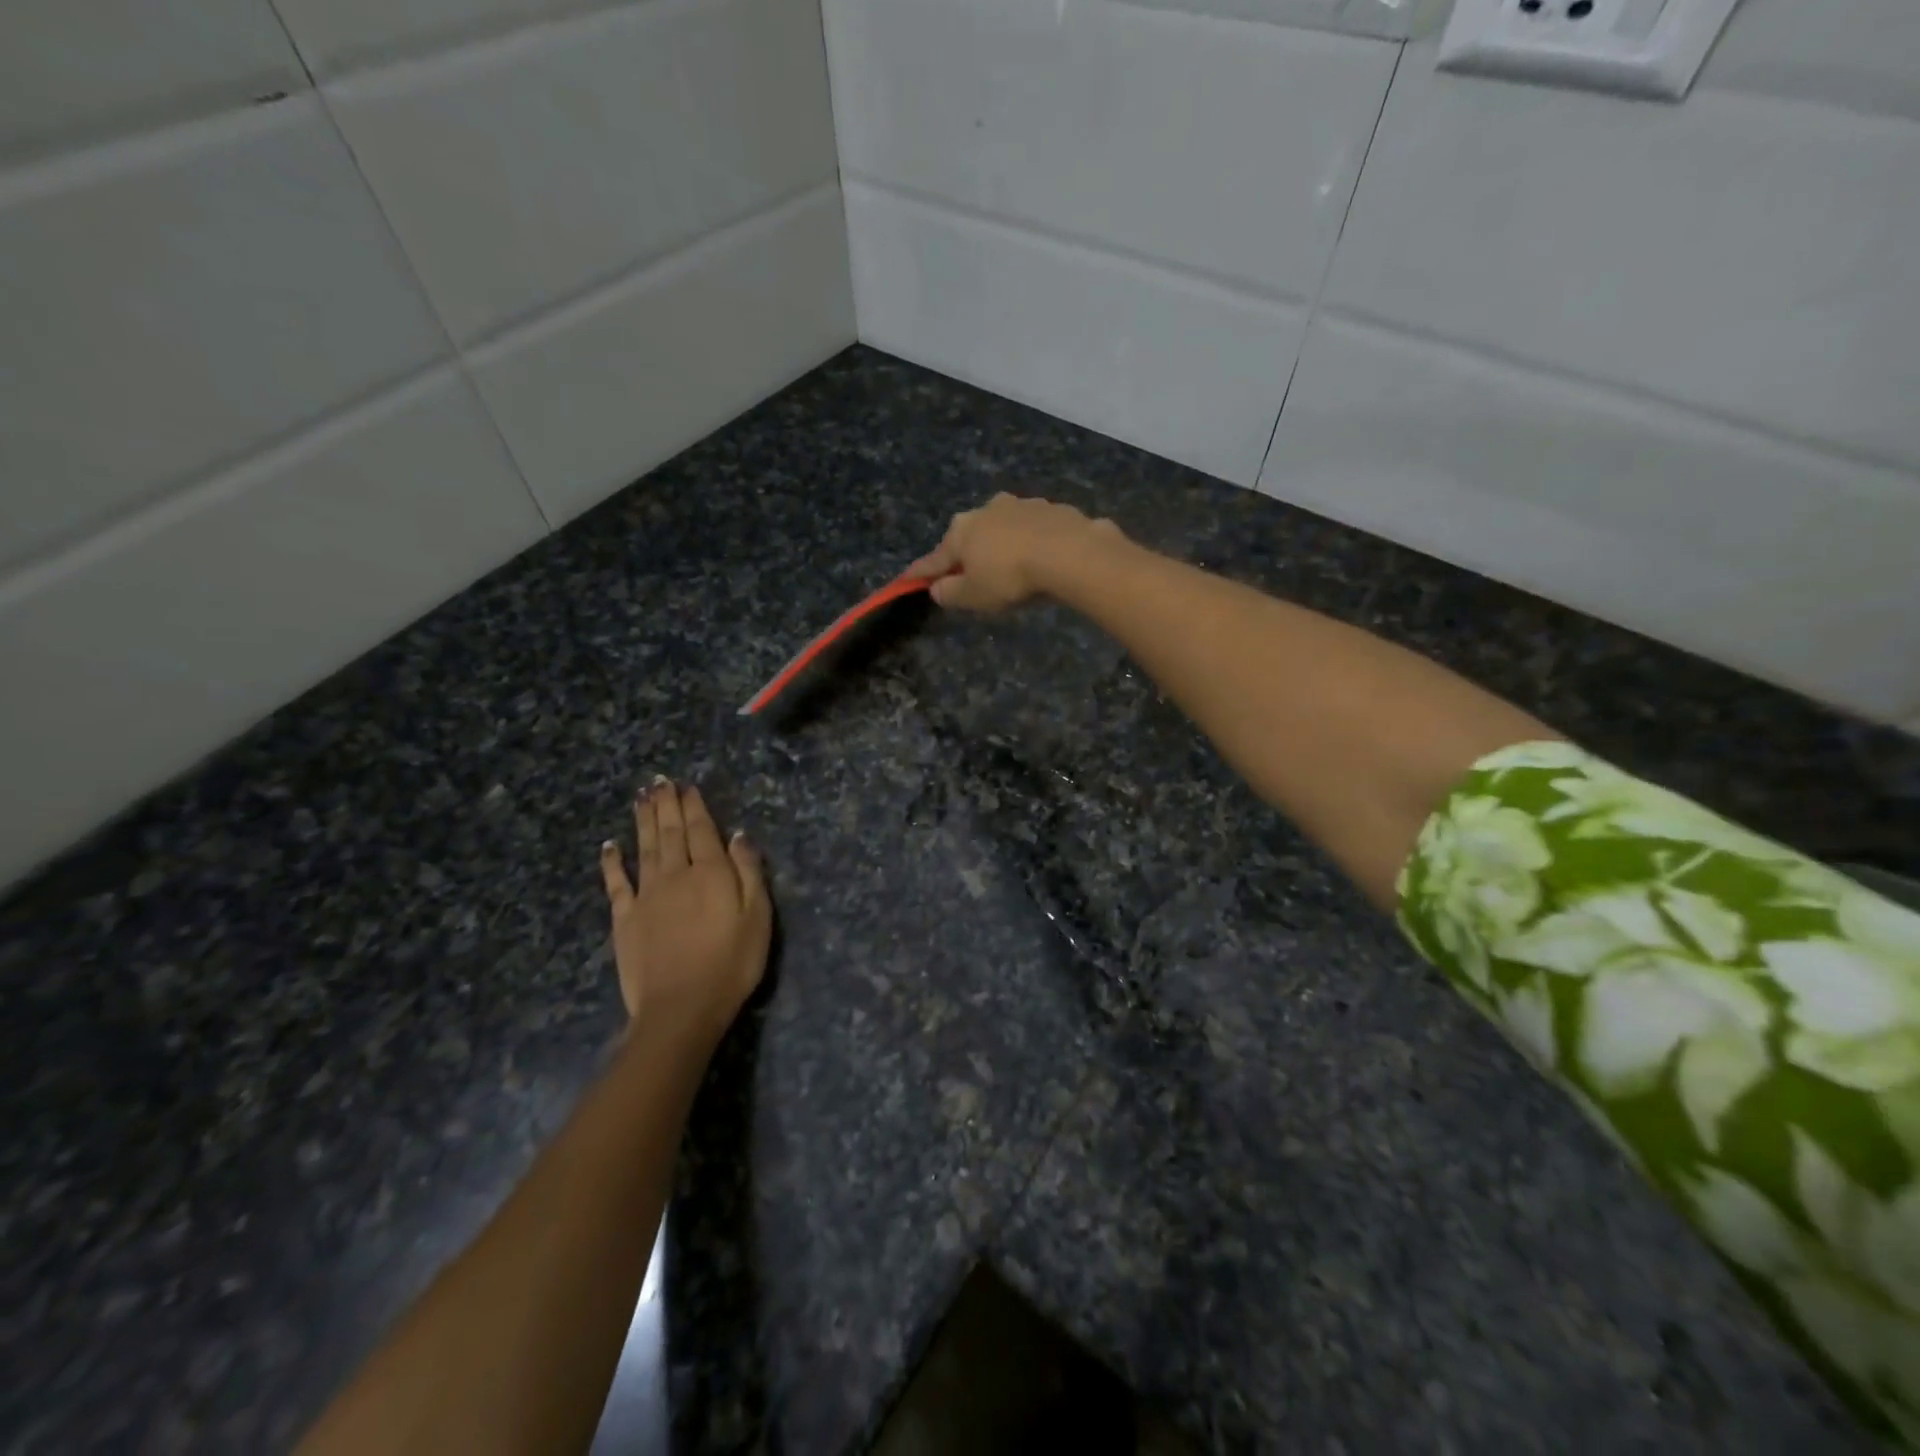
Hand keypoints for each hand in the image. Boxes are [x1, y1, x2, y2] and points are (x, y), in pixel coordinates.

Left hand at [599, 778, 771, 1044]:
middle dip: (666, 805)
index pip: (702, 830)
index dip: (694, 806)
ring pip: (645, 848)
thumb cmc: (731, 963)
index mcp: (711, 873)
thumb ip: (748, 872)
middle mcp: (676, 875)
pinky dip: (612, 862)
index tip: (686, 786)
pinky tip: (610, 845)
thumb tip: (739, 835)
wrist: (681, 1008)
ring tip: (641, 797)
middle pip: (670, 833)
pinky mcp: (625, 919)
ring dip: (643, 821)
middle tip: (659, 781)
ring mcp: (646, 896)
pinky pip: (616, 883)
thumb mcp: (757, 917)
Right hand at [909, 493, 1124, 612]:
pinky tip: (1040, 557)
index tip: (906, 579)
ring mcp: (1020, 505)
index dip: (920, 573)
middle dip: (967, 555)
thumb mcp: (974, 596)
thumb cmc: (1011, 576)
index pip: (934, 558)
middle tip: (972, 577)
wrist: (1068, 551)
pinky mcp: (1051, 508)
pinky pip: (1032, 529)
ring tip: (1011, 567)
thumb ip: (950, 593)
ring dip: (1001, 545)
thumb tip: (936, 588)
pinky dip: (1030, 542)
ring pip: (1002, 529)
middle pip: (969, 537)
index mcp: (961, 531)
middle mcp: (985, 510)